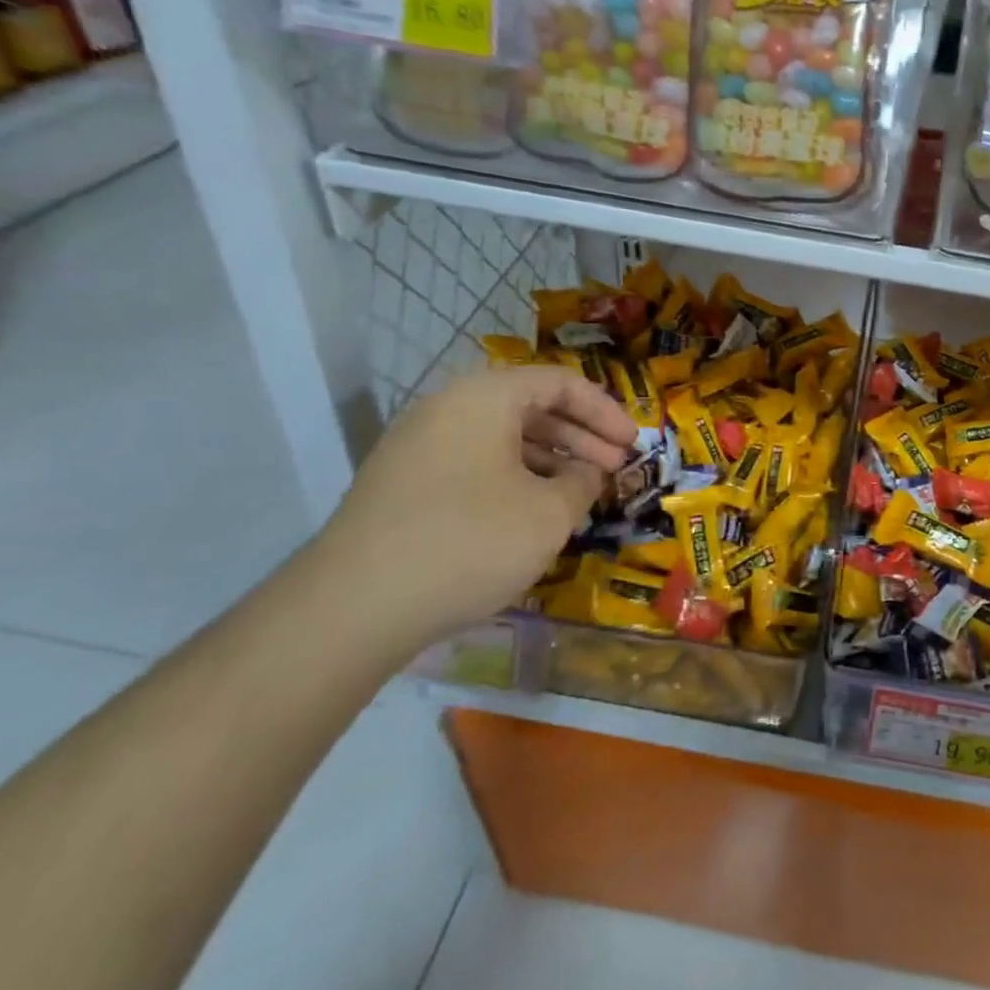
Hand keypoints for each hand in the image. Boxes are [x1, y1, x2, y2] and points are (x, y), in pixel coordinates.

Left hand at [302, 367, 635, 647]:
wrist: (355, 605)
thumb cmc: (470, 541)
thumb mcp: (549, 513)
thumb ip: (583, 482)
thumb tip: (587, 473)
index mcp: (484, 398)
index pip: (559, 383)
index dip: (605, 411)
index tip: (633, 444)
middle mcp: (447, 409)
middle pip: (529, 407)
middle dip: (580, 436)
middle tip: (614, 468)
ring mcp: (418, 447)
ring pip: (501, 438)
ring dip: (549, 459)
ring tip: (579, 492)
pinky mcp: (404, 484)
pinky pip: (474, 464)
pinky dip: (513, 478)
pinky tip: (532, 512)